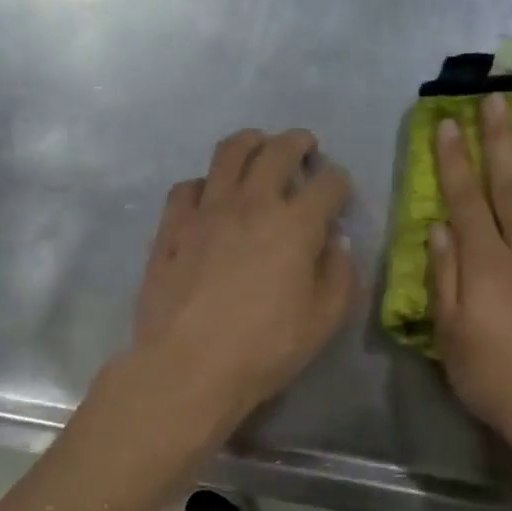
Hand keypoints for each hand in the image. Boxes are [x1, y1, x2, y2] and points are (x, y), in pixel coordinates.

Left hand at [130, 128, 356, 431]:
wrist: (188, 368)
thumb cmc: (265, 349)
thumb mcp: (324, 321)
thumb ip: (339, 275)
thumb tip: (334, 243)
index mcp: (295, 225)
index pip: (328, 184)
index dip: (339, 183)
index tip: (339, 192)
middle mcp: (252, 204)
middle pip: (277, 151)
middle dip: (297, 142)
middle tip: (304, 146)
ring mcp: (206, 211)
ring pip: (228, 154)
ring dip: (250, 142)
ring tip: (258, 146)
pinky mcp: (172, 228)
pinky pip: (188, 187)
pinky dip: (205, 183)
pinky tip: (209, 196)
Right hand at [430, 93, 511, 457]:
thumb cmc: (493, 379)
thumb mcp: (450, 336)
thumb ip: (444, 279)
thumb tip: (439, 229)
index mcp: (486, 266)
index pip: (466, 200)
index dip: (454, 160)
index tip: (447, 122)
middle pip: (511, 188)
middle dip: (501, 140)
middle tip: (498, 98)